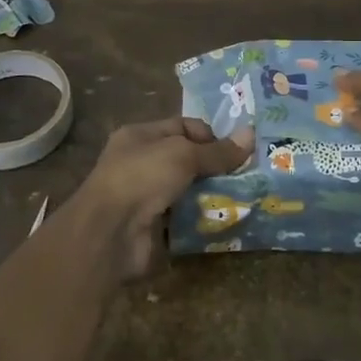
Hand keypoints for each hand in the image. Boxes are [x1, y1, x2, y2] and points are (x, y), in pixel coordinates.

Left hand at [74, 117, 251, 281]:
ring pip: (187, 189)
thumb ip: (217, 151)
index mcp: (140, 135)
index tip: (235, 151)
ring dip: (210, 194)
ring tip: (241, 199)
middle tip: (246, 176)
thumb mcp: (183, 155)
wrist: (109, 234)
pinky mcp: (151, 226)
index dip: (210, 136)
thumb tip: (251, 135)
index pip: (183, 126)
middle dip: (214, 167)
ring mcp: (144, 196)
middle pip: (186, 159)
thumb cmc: (142, 178)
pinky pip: (183, 217)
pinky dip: (200, 218)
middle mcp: (140, 162)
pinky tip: (223, 220)